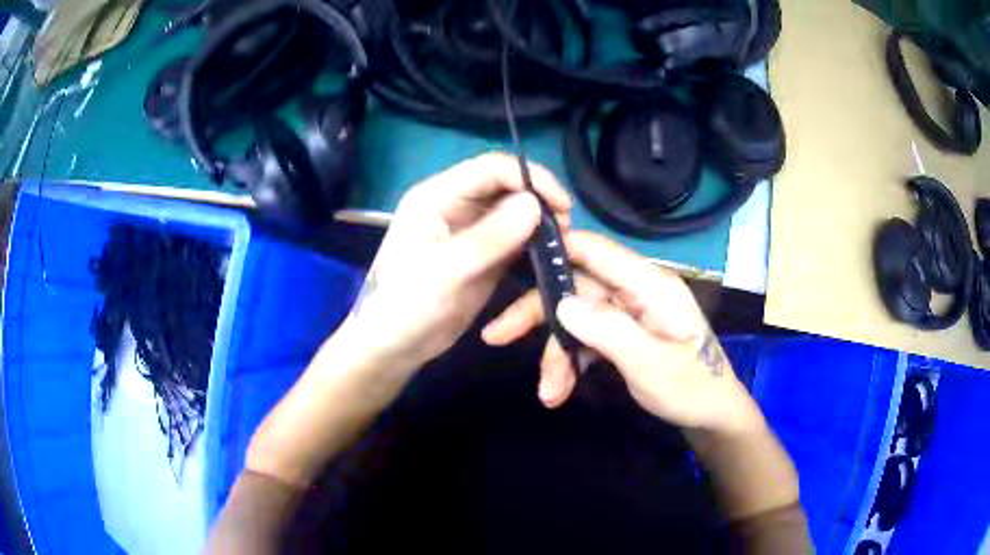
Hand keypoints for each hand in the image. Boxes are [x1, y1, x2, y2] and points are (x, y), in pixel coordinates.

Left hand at [339, 152, 571, 379]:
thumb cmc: (407, 305)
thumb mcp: (447, 271)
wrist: (395, 346)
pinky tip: (550, 253)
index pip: (491, 168)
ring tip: (562, 241)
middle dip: (539, 199)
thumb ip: (490, 237)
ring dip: (539, 221)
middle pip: (506, 185)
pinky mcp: (482, 254)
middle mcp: (455, 204)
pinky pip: (514, 237)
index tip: (562, 204)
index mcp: (438, 195)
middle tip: (566, 227)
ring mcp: (470, 229)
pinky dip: (533, 242)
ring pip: (514, 211)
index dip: (531, 177)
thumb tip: (535, 204)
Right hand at [483, 231, 760, 434]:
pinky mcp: (624, 331)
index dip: (556, 249)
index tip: (510, 260)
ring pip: (577, 316)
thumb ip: (609, 331)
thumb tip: (561, 303)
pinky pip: (587, 336)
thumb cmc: (691, 388)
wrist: (711, 415)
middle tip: (497, 336)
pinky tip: (560, 389)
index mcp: (650, 284)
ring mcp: (630, 311)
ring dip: (557, 352)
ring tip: (548, 393)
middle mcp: (637, 290)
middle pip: (577, 286)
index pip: (596, 250)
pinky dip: (571, 360)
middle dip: (540, 315)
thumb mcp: (651, 365)